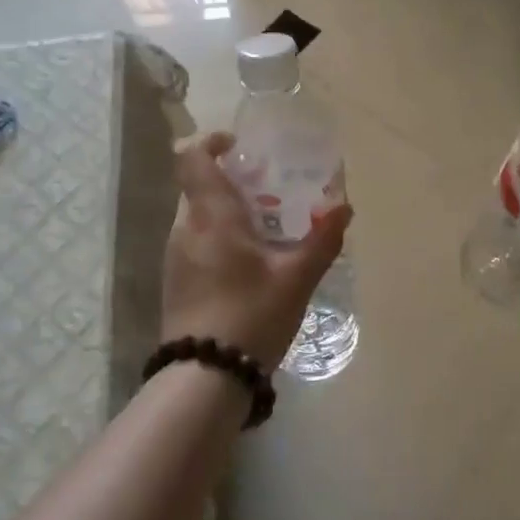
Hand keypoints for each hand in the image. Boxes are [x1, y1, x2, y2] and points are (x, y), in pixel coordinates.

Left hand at [163, 132, 351, 372]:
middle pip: (198, 186)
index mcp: (211, 216)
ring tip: (265, 228)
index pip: (192, 158)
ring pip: (197, 216)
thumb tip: (344, 208)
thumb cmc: (251, 315)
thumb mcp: (296, 278)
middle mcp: (185, 228)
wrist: (204, 377)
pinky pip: (195, 241)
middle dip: (230, 180)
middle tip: (268, 190)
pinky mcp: (175, 281)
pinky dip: (218, 236)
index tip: (238, 145)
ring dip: (225, 211)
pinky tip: (248, 263)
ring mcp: (175, 257)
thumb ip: (322, 240)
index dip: (210, 142)